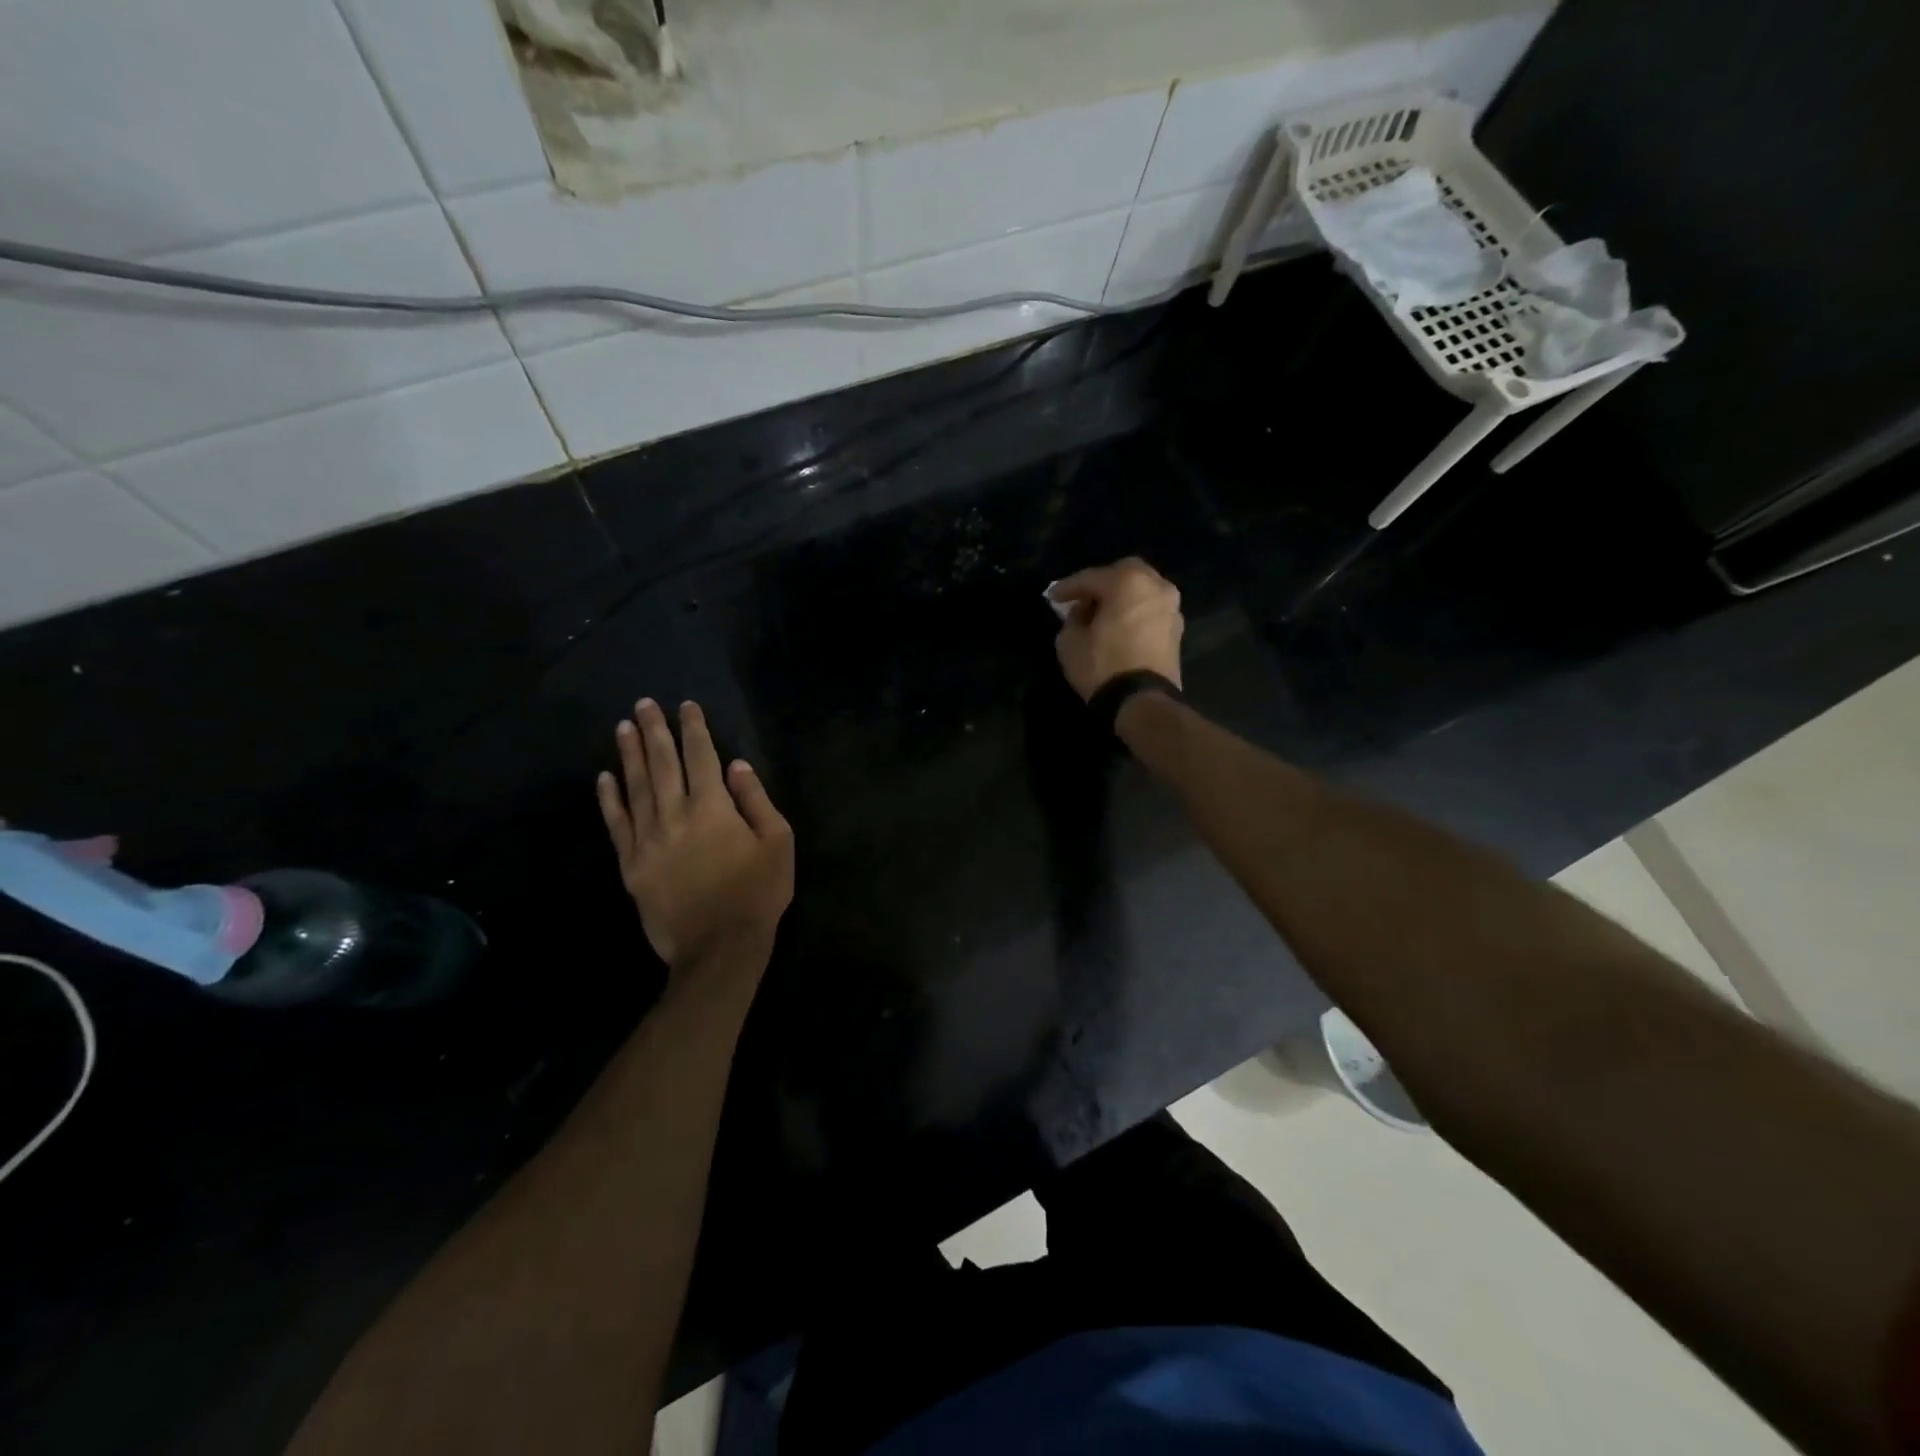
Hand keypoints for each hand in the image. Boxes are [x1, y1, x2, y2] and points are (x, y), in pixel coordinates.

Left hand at [596, 699, 793, 983]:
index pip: (701, 757)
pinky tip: (604, 778)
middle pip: (662, 764)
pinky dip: (609, 799)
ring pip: (635, 787)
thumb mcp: (777, 842)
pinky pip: (616, 825)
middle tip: (644, 703)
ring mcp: (648, 840)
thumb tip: (735, 766)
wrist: (719, 947)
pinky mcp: (631, 865)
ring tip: (623, 727)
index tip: (685, 706)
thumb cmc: (758, 893)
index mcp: (713, 808)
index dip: (693, 729)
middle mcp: (675, 815)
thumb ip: (756, 800)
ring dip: (628, 755)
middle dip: (654, 731)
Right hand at [1047, 557, 1184, 700]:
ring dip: (1121, 597)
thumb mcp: (1069, 642)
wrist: (1141, 701)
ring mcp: (1171, 606)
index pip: (1090, 577)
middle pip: (1123, 573)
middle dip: (1101, 583)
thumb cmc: (1102, 667)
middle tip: (1082, 600)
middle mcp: (1155, 586)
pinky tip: (1119, 625)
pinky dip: (1134, 611)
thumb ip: (1072, 618)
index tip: (1052, 596)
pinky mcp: (1177, 628)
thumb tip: (1083, 613)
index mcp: (1127, 582)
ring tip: (1101, 614)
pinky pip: (1150, 609)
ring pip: (1141, 589)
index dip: (1068, 587)